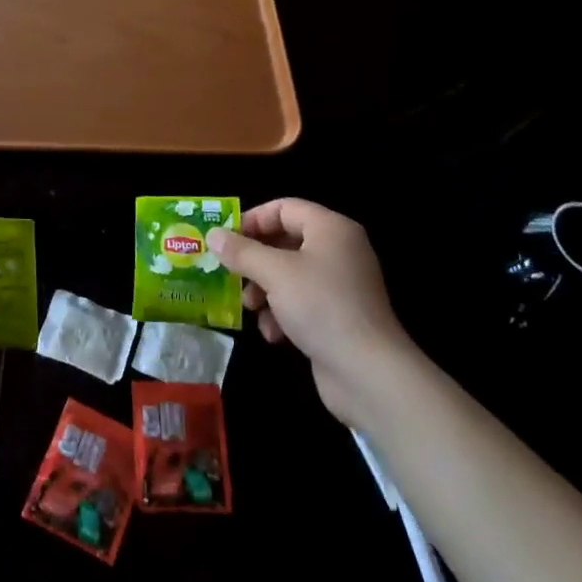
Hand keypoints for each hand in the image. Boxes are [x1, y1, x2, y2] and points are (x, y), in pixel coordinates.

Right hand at [207, 198, 416, 427]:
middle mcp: (339, 251)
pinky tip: (274, 334)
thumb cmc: (321, 306)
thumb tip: (213, 235)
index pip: (285, 208)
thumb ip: (241, 251)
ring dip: (265, 289)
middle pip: (285, 241)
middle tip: (230, 273)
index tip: (226, 239)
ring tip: (250, 308)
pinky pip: (302, 302)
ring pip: (290, 274)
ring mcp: (341, 285)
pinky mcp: (339, 316)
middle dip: (255, 260)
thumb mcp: (274, 273)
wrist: (369, 373)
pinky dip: (283, 313)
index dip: (253, 219)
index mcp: (331, 229)